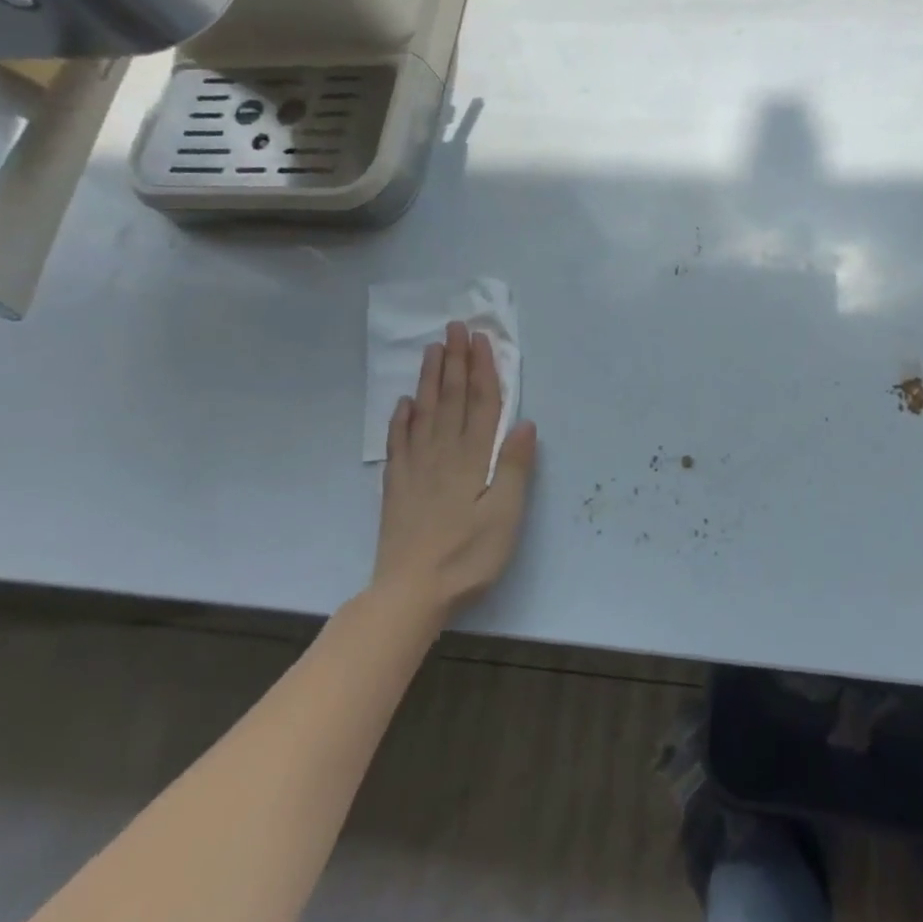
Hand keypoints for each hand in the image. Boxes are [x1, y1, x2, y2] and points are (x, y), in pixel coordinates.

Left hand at [376, 321, 538, 616]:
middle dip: (455, 361)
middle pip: (451, 399)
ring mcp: (416, 468)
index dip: (482, 370)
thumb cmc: (468, 556)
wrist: (410, 594)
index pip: (480, 404)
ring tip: (433, 350)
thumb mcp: (505, 516)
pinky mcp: (396, 486)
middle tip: (455, 327)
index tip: (481, 339)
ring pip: (424, 413)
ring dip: (430, 379)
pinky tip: (403, 403)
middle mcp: (443, 454)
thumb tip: (525, 422)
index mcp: (473, 460)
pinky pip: (398, 443)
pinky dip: (401, 419)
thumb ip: (515, 467)